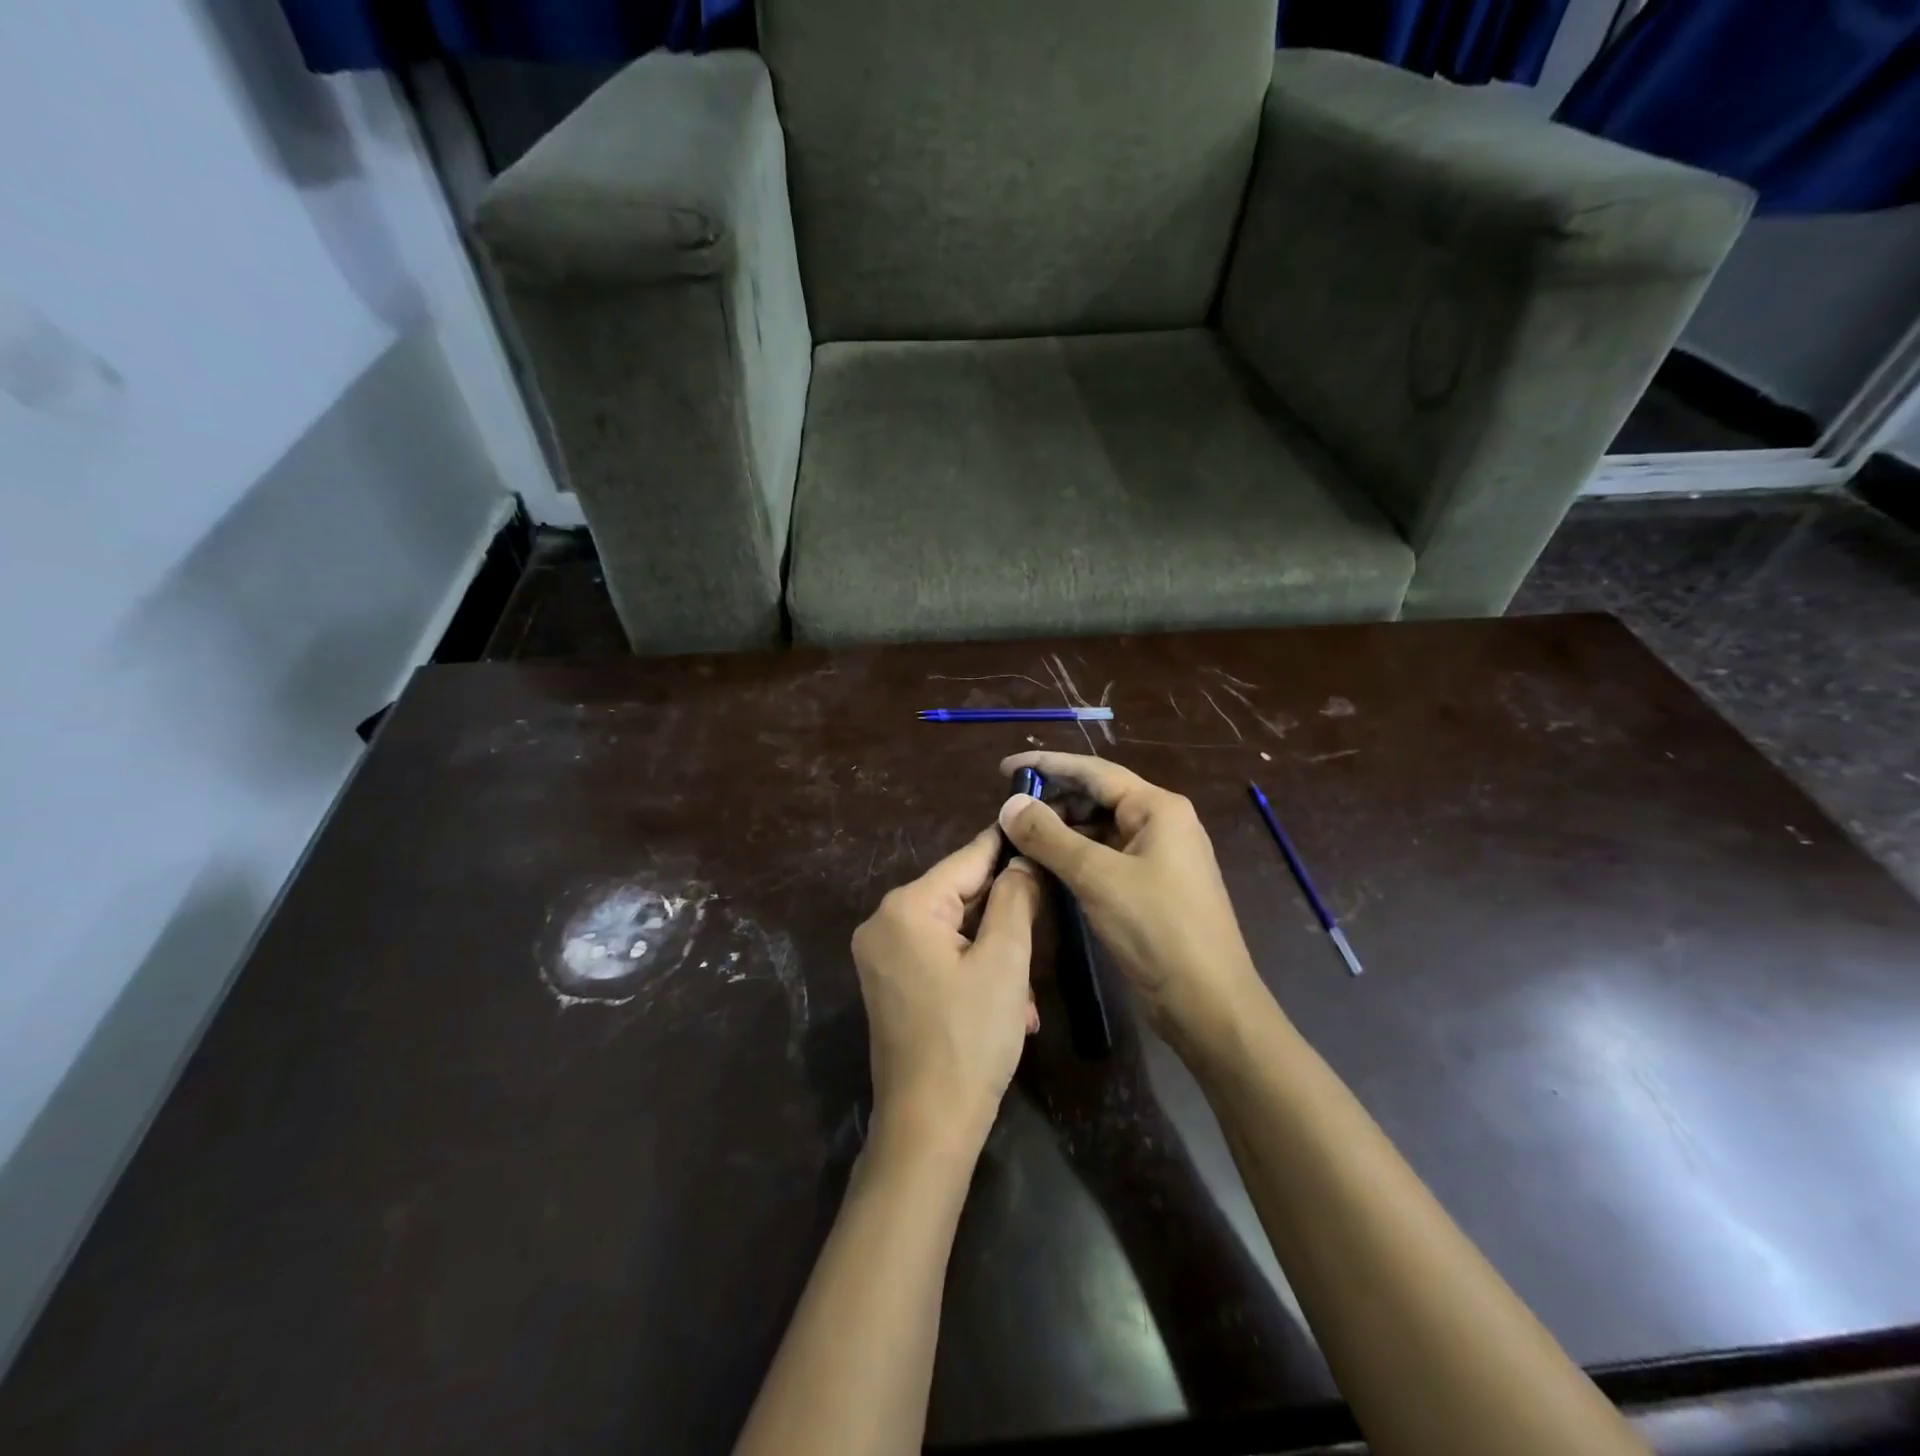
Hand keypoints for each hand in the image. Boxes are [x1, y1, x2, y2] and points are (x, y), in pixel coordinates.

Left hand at [851, 826, 1043, 1157]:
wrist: (927, 1127)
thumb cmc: (970, 1038)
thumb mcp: (1005, 962)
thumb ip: (1015, 899)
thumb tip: (1022, 862)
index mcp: (907, 907)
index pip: (967, 859)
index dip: (1008, 848)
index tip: (1040, 830)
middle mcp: (884, 922)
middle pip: (960, 896)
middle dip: (1005, 919)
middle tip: (1047, 929)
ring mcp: (882, 955)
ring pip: (956, 931)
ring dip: (996, 956)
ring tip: (1025, 998)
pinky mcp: (890, 982)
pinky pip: (940, 957)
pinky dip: (975, 973)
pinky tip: (1008, 1008)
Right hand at [997, 752, 1270, 1059]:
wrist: (1209, 1003)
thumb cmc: (1157, 929)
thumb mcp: (1097, 877)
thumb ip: (1049, 837)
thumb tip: (1009, 804)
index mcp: (1157, 808)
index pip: (1093, 771)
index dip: (1046, 765)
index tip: (1003, 769)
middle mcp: (1161, 823)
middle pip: (1096, 798)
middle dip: (1052, 802)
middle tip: (1007, 815)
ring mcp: (1158, 857)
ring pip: (1099, 830)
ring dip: (1061, 833)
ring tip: (1018, 841)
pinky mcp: (1151, 887)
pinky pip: (1105, 859)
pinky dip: (1075, 859)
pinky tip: (1046, 868)